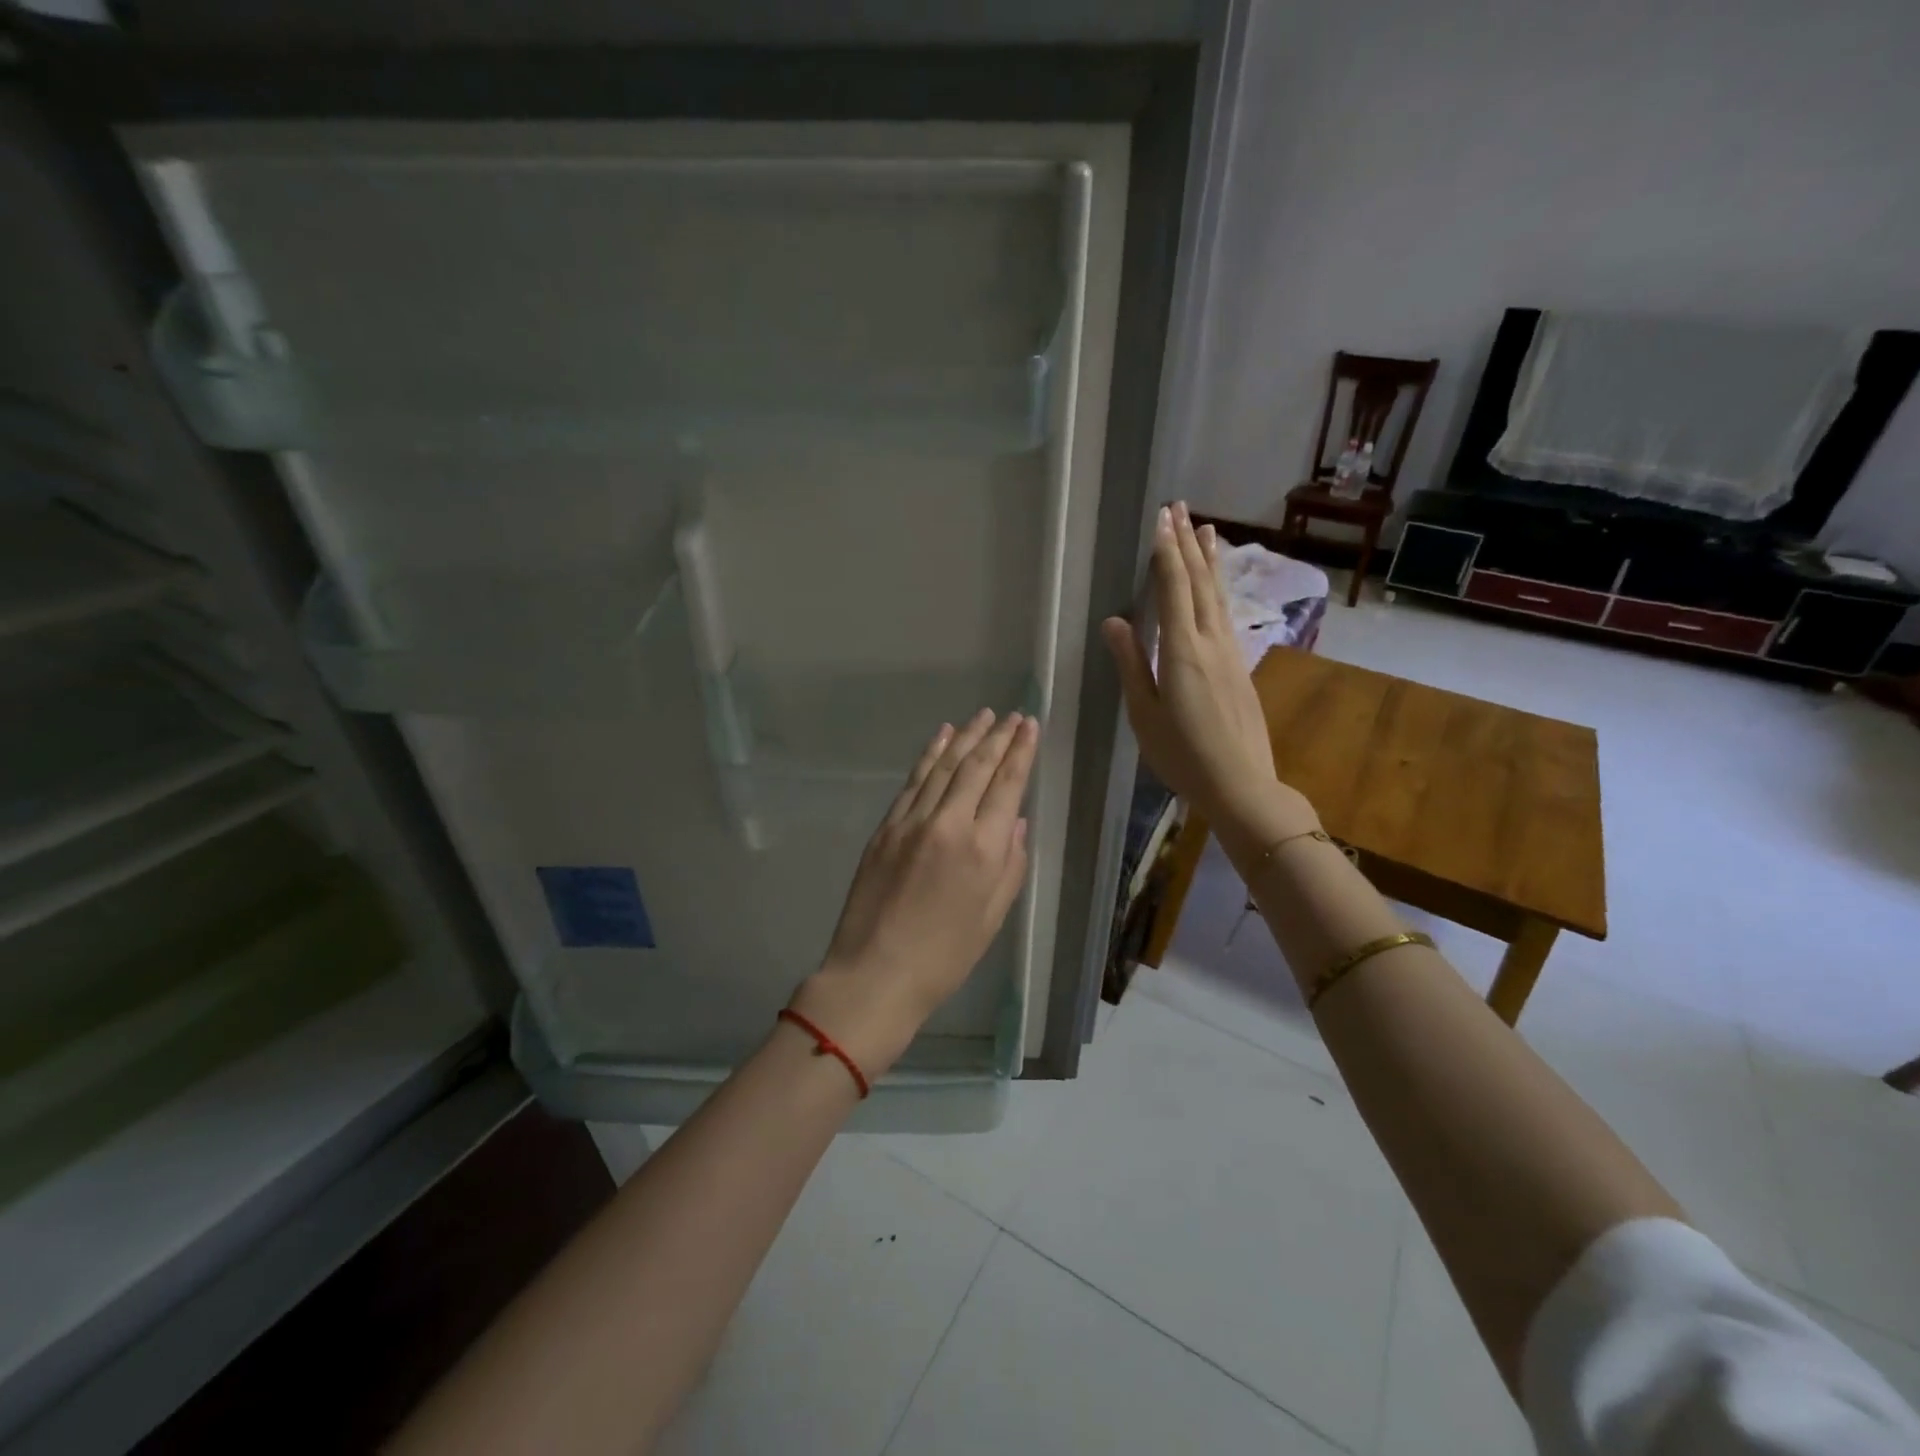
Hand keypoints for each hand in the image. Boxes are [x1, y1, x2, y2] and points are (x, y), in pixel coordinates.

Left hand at [790, 708, 1037, 1077]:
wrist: (875, 973)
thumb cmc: (944, 957)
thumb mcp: (992, 918)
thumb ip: (1010, 865)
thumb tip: (1014, 822)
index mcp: (983, 850)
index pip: (1007, 786)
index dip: (1020, 752)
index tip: (1029, 726)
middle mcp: (950, 824)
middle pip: (977, 767)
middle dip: (998, 737)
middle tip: (1012, 715)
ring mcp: (912, 821)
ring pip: (944, 766)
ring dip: (965, 737)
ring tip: (983, 715)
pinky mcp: (886, 827)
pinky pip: (913, 781)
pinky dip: (930, 755)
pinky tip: (942, 737)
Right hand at [1101, 503, 1316, 861]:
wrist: (1242, 784)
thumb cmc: (1182, 754)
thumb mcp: (1144, 714)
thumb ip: (1132, 664)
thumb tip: (1114, 620)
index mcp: (1182, 651)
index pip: (1173, 589)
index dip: (1166, 552)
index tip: (1161, 519)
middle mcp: (1211, 642)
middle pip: (1199, 583)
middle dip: (1188, 543)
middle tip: (1180, 507)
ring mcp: (1231, 653)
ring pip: (1218, 596)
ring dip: (1210, 560)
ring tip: (1207, 529)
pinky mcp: (1240, 667)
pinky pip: (1226, 614)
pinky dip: (1219, 588)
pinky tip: (1217, 586)